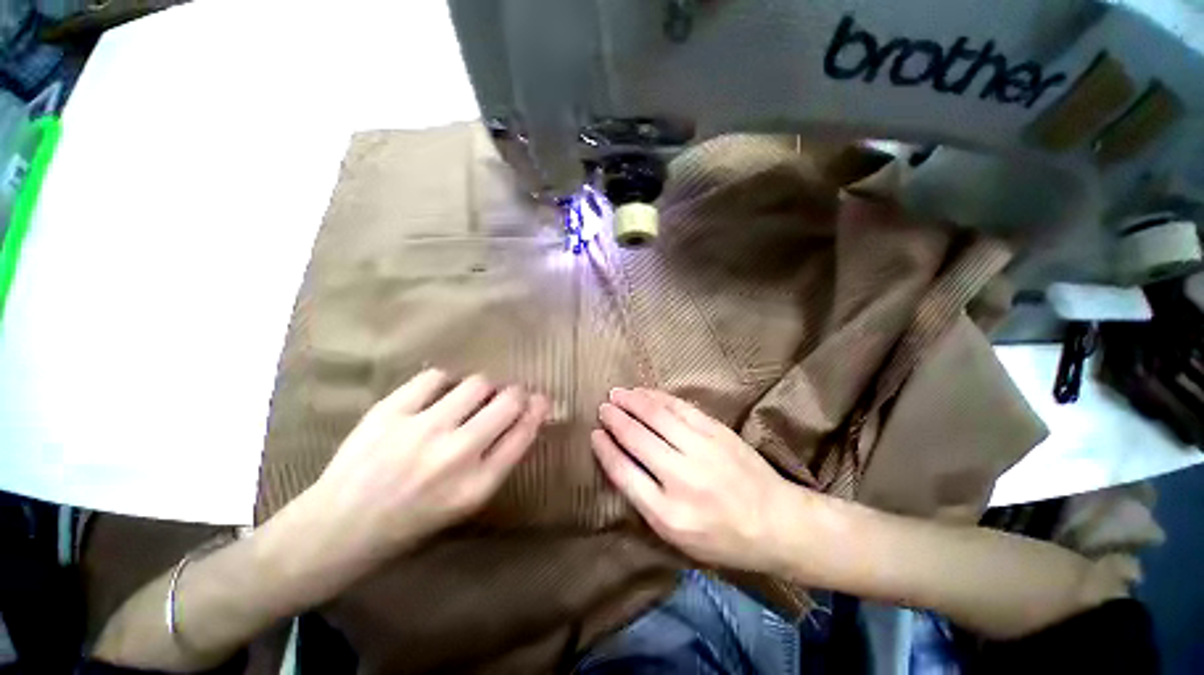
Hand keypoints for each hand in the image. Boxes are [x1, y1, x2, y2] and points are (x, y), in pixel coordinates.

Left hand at [300, 370, 548, 568]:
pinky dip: (443, 382)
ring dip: (482, 388)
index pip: (524, 434)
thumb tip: (521, 419)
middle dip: (516, 394)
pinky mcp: (389, 412)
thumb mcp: (464, 503)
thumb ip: (496, 461)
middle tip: (508, 396)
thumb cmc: (409, 522)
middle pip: (508, 402)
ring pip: (477, 384)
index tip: (540, 400)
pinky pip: (434, 377)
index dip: (537, 411)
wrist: (336, 529)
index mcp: (476, 486)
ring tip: (469, 398)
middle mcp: (455, 455)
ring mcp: (421, 430)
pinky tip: (436, 395)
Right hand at [592, 388, 800, 573]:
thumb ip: (647, 502)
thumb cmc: (724, 538)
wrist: (778, 523)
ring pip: (656, 416)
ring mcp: (701, 450)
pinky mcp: (717, 431)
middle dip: (615, 419)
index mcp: (668, 514)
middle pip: (637, 438)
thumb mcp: (679, 539)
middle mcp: (681, 478)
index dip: (605, 449)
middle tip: (603, 408)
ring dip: (632, 401)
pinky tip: (645, 393)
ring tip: (616, 393)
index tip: (594, 434)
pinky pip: (680, 407)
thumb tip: (620, 463)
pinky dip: (658, 397)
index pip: (624, 473)